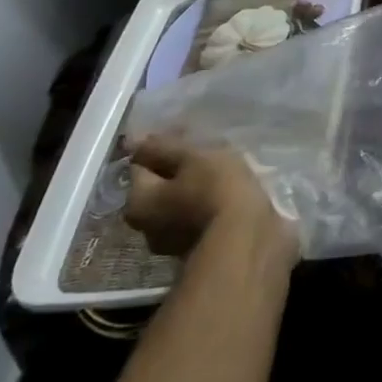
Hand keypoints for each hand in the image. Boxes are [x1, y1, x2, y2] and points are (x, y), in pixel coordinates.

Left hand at [124, 132, 297, 265]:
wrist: (248, 240)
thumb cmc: (216, 191)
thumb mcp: (192, 158)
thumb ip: (162, 147)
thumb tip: (133, 139)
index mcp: (138, 201)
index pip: (142, 163)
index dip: (164, 144)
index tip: (189, 132)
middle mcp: (147, 226)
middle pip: (159, 185)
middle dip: (179, 168)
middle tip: (207, 151)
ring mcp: (173, 242)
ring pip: (180, 202)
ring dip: (195, 187)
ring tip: (224, 170)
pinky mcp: (200, 249)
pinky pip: (199, 216)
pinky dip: (209, 203)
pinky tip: (230, 193)